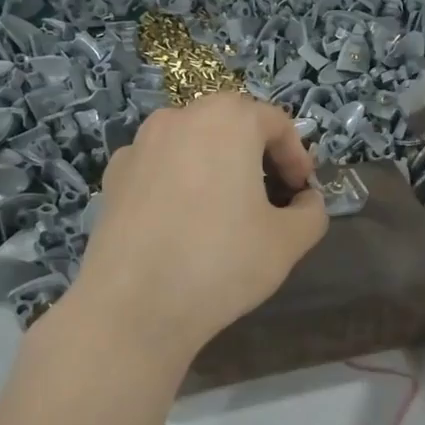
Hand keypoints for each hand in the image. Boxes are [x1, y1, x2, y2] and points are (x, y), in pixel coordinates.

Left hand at [66, 93, 328, 362]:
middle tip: (270, 199)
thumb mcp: (288, 242)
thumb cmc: (221, 262)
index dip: (297, 157)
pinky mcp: (113, 177)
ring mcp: (139, 145)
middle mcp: (179, 118)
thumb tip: (305, 202)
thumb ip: (311, 212)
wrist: (133, 307)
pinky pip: (160, 168)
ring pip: (192, 144)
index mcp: (228, 120)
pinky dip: (180, 183)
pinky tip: (183, 225)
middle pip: (231, 125)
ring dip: (217, 166)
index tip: (301, 193)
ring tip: (226, 212)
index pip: (275, 123)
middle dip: (257, 156)